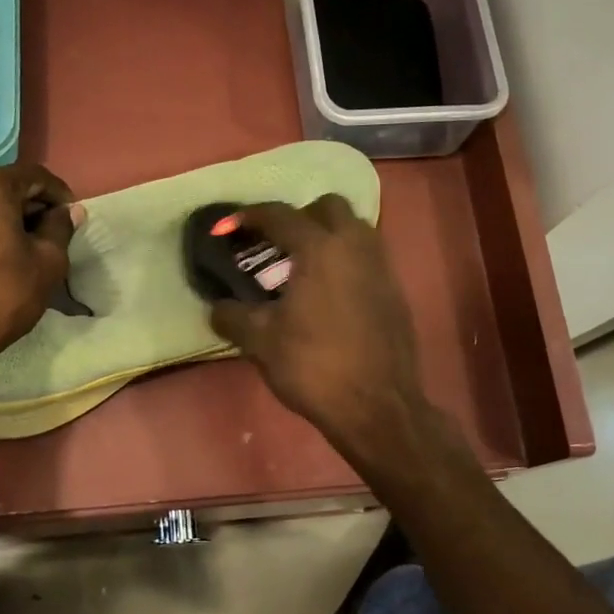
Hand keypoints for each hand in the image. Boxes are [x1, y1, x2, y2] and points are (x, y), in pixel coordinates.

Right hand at [208, 196, 427, 457]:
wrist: (377, 406)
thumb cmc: (313, 366)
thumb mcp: (260, 342)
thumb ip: (232, 316)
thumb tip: (218, 307)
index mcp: (319, 248)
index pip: (279, 215)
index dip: (248, 217)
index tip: (227, 228)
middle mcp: (355, 245)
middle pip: (327, 207)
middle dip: (299, 216)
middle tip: (276, 244)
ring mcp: (381, 266)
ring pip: (354, 229)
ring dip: (326, 236)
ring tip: (301, 267)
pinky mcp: (395, 291)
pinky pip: (367, 257)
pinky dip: (345, 261)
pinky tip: (328, 294)